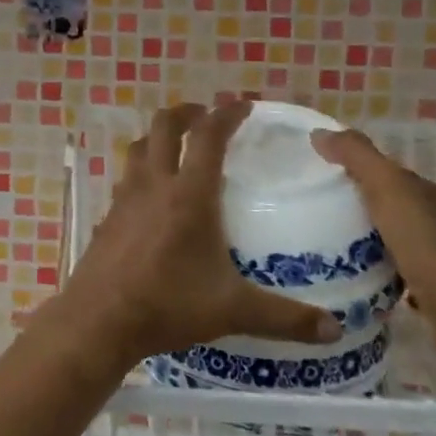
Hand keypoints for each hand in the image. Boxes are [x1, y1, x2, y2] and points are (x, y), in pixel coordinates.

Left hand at [55, 101, 342, 371]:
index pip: (208, 136)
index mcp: (189, 194)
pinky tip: (151, 196)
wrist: (100, 318)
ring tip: (176, 148)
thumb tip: (336, 330)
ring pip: (138, 147)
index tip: (243, 106)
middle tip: (205, 117)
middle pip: (163, 126)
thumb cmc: (168, 305)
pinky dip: (141, 170)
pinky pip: (126, 177)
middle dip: (186, 113)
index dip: (226, 114)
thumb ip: (285, 317)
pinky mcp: (108, 214)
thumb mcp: (232, 310)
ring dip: (158, 137)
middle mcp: (154, 184)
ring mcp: (125, 196)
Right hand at [309, 128, 435, 367]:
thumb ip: (356, 156)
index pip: (386, 172)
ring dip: (361, 238)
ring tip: (320, 242)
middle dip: (353, 204)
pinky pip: (392, 270)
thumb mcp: (388, 188)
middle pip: (386, 204)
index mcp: (428, 192)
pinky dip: (372, 268)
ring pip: (388, 238)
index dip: (352, 167)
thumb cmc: (428, 245)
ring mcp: (435, 258)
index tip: (315, 173)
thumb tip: (319, 132)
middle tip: (310, 208)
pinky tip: (348, 275)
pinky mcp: (430, 291)